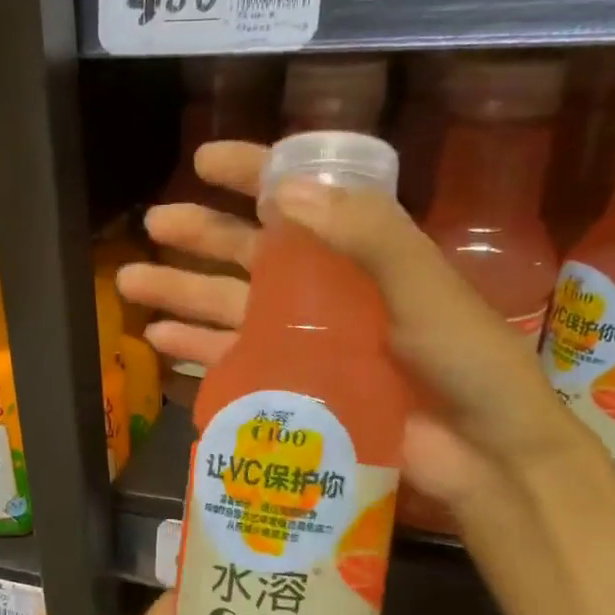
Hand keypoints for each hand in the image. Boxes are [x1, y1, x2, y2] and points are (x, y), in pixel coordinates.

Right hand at [117, 139, 586, 512]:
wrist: (482, 454)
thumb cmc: (467, 363)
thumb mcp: (425, 286)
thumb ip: (365, 235)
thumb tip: (280, 193)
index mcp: (362, 253)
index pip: (300, 200)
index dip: (253, 174)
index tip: (205, 160)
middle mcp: (326, 292)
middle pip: (250, 255)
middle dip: (199, 237)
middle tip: (151, 225)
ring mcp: (306, 343)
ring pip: (230, 307)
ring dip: (182, 293)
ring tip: (132, 283)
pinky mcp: (295, 388)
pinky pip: (235, 362)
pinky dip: (199, 350)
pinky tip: (162, 341)